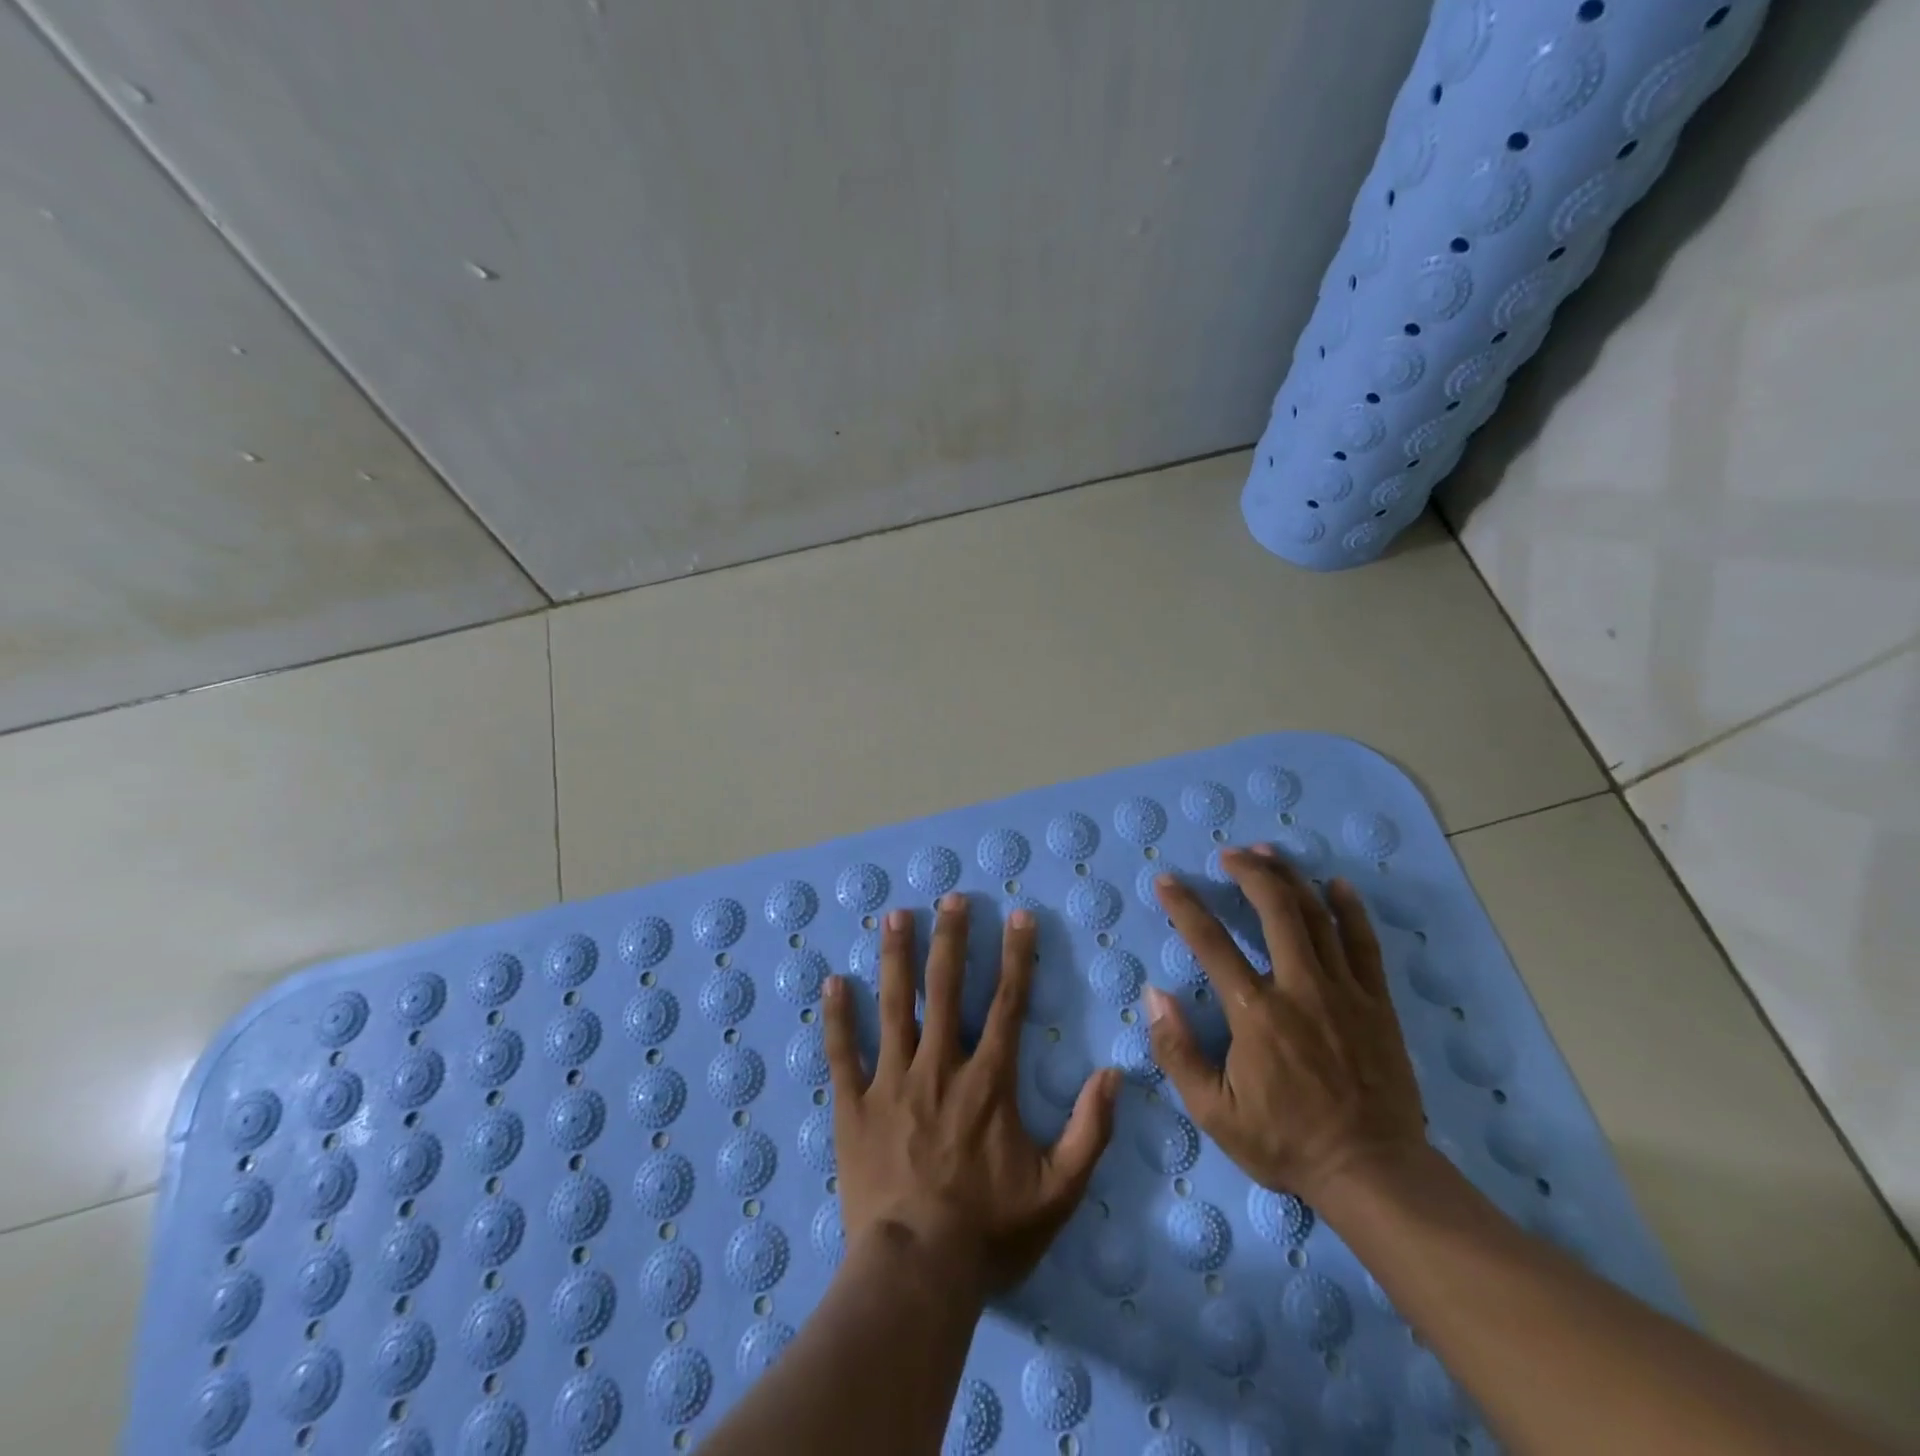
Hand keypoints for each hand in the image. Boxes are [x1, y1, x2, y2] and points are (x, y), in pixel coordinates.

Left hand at [823, 894, 1119, 1293]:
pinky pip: (842, 1053)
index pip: (1008, 1003)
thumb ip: (1091, 1131)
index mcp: (988, 1081)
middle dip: (951, 939)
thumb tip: (1116, 1074)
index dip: (1017, 956)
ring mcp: (892, 1081)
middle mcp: (939, 1066)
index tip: (1019, 916)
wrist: (916, 1271)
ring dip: (896, 958)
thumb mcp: (1058, 1191)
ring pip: (894, 1006)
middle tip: (949, 898)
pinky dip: (837, 1017)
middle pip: (946, 988)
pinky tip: (833, 982)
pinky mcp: (855, 1105)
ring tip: (894, 916)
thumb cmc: (988, 1232)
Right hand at [1146, 846, 1425, 1202]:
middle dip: (1248, 873)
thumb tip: (1154, 995)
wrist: (1372, 1172)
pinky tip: (1336, 885)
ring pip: (1316, 917)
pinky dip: (1350, 909)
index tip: (1167, 881)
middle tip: (1229, 854)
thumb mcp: (1214, 1112)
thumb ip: (1178, 1052)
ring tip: (1269, 853)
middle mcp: (1299, 987)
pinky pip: (1364, 944)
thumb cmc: (1286, 1141)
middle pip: (1274, 910)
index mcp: (1255, 1012)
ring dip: (1290, 878)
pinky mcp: (1377, 1003)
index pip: (1211, 943)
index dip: (1185, 906)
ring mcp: (1343, 991)